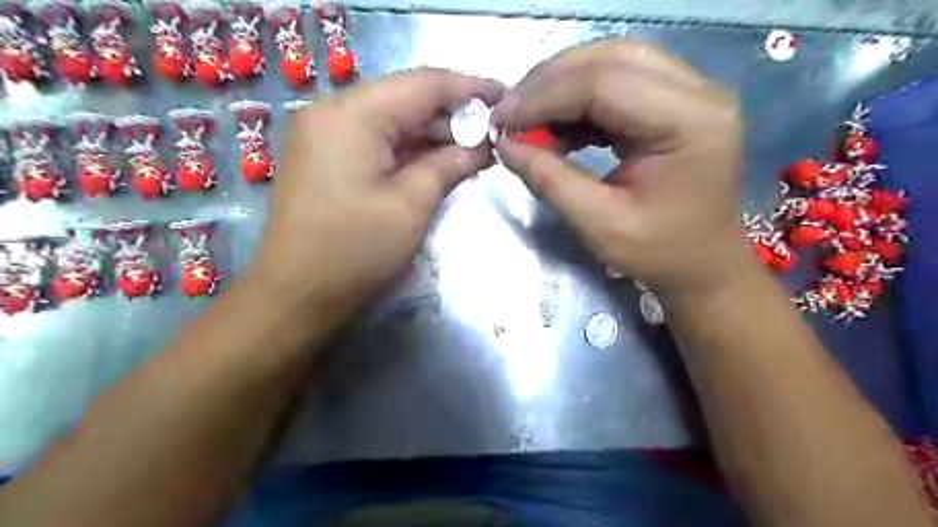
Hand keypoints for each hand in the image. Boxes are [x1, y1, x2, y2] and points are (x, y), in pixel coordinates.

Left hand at [251, 70, 505, 315]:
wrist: (295, 293)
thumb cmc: (355, 250)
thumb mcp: (412, 205)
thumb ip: (450, 164)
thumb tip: (483, 145)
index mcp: (353, 114)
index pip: (424, 83)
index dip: (470, 88)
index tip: (505, 98)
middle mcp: (333, 111)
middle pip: (406, 98)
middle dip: (452, 114)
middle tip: (492, 132)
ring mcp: (325, 134)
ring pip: (392, 119)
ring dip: (432, 133)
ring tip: (472, 148)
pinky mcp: (325, 157)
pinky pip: (376, 140)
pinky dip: (409, 148)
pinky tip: (436, 161)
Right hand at [494, 39, 752, 295]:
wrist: (703, 262)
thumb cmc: (659, 253)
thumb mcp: (599, 225)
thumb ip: (550, 180)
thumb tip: (504, 143)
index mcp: (690, 123)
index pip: (605, 84)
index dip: (545, 96)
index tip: (501, 119)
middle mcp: (698, 92)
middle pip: (610, 59)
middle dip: (549, 82)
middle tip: (511, 114)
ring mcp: (691, 90)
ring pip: (612, 61)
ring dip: (561, 85)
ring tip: (528, 118)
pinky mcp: (676, 99)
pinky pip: (618, 80)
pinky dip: (578, 97)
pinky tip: (556, 123)